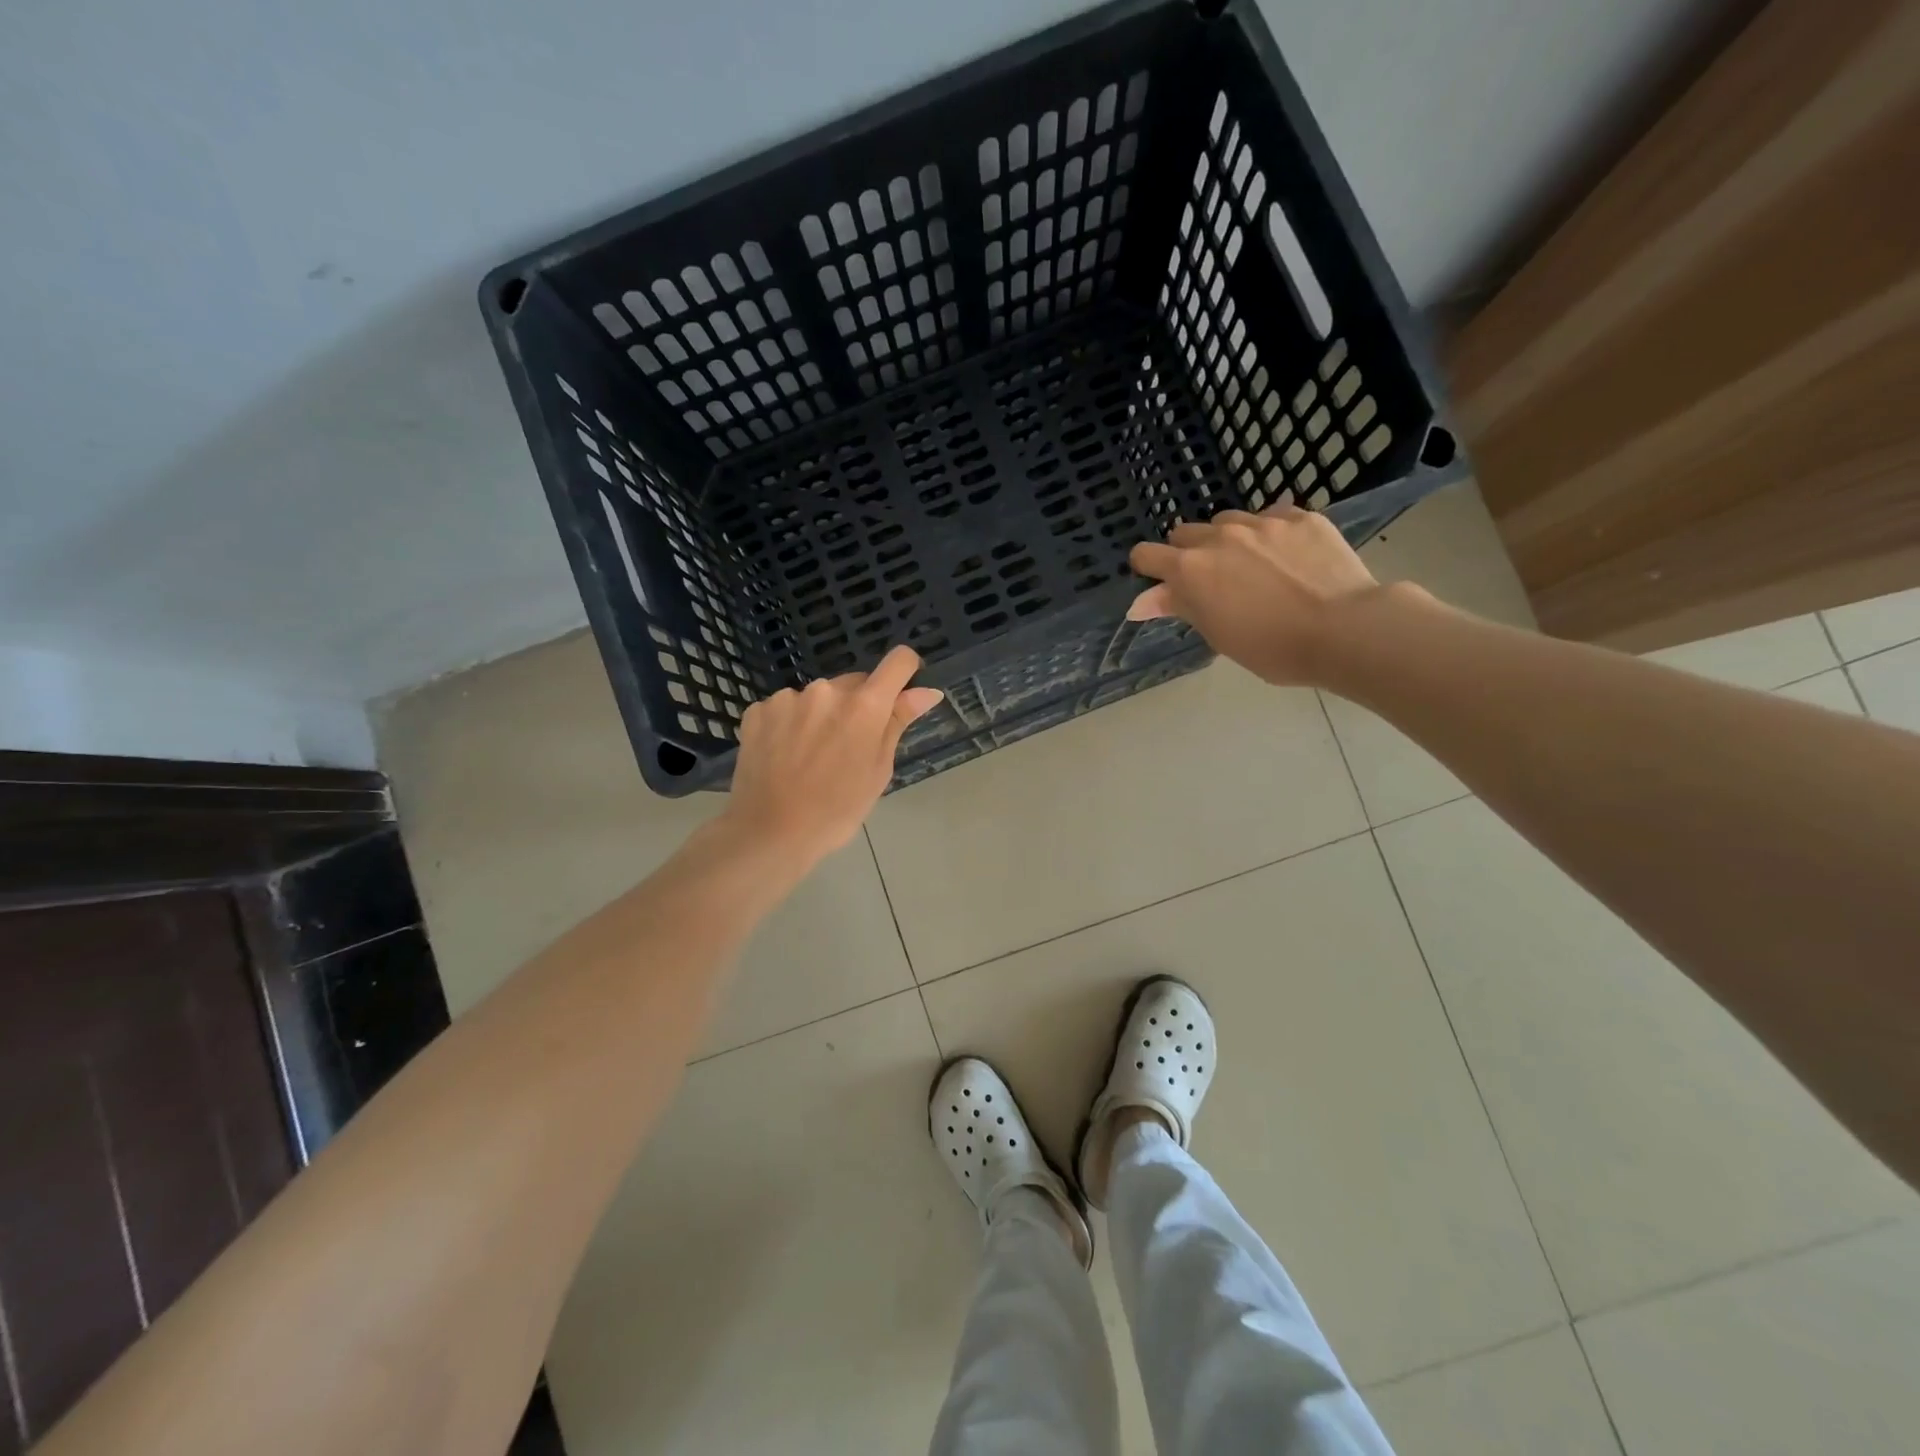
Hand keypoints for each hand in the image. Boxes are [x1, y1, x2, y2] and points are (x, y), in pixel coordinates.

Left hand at [725, 645, 944, 862]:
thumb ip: (898, 722)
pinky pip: (785, 708)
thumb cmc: (837, 810)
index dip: (906, 670)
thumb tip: (927, 691)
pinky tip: (784, 755)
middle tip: (848, 747)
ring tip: (811, 756)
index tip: (902, 690)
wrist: (770, 832)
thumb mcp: (878, 770)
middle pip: (854, 683)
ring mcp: (788, 698)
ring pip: (818, 697)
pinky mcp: (758, 710)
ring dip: (821, 715)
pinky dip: (789, 724)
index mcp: (864, 707)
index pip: (898, 662)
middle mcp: (827, 690)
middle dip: (858, 706)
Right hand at [1127, 506, 1381, 685]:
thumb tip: (1139, 603)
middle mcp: (1219, 537)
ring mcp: (1261, 522)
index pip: (1147, 554)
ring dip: (1227, 539)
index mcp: (1191, 569)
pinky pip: (1271, 516)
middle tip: (1212, 582)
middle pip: (1184, 533)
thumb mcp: (1217, 634)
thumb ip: (1178, 608)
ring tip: (1251, 566)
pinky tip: (1287, 557)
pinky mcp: (1300, 516)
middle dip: (1188, 553)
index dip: (1149, 569)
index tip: (1161, 584)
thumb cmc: (1272, 647)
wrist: (1344, 629)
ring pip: (1227, 521)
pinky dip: (1269, 533)